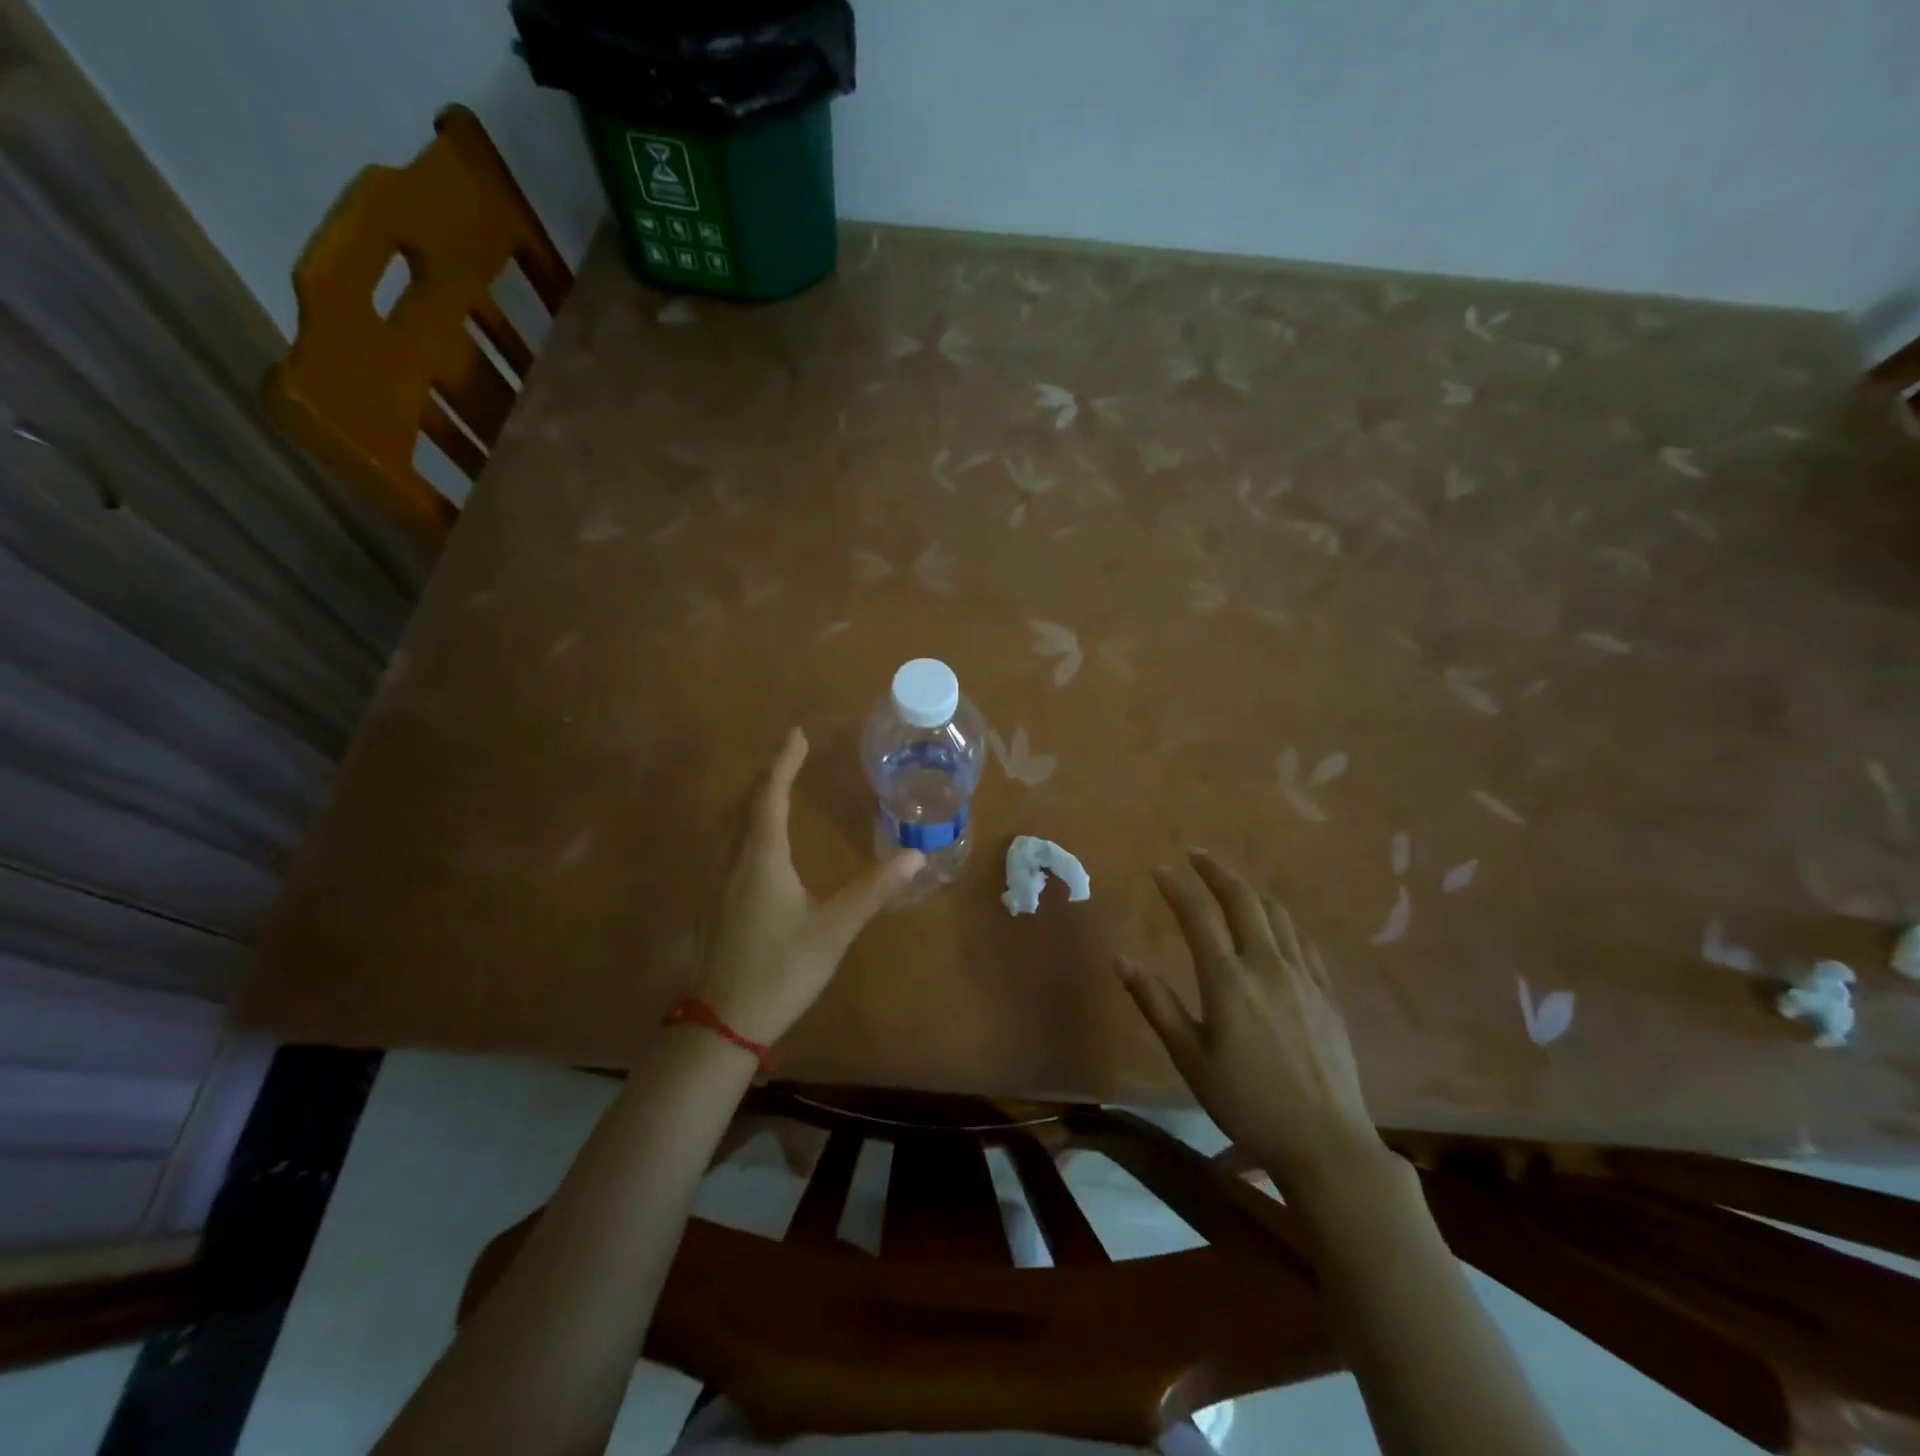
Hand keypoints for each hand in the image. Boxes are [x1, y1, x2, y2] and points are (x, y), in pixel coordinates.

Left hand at [694, 728, 923, 1046]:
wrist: (723, 1022)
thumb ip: (874, 889)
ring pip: (732, 825)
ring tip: (776, 788)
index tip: (796, 734)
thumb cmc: (782, 969)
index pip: (770, 796)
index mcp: (761, 859)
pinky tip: (757, 843)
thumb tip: (915, 855)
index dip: (784, 762)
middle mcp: (733, 861)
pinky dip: (745, 825)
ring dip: (754, 800)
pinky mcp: (713, 903)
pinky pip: (727, 846)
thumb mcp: (834, 929)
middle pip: (746, 804)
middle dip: (768, 775)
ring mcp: (717, 883)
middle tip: (791, 756)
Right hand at [1117, 850, 1386, 1200]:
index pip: (1198, 915)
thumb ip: (1156, 1003)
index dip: (1177, 886)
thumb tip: (1122, 959)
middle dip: (1216, 871)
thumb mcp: (1190, 1057)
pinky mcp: (1325, 992)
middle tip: (1196, 855)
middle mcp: (1267, 965)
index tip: (1159, 869)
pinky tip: (1274, 924)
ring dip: (1250, 889)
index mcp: (1228, 980)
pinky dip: (1281, 919)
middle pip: (1242, 900)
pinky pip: (1302, 940)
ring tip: (1230, 881)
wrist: (1325, 1141)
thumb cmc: (1247, 1102)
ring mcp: (1302, 976)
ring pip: (1277, 913)